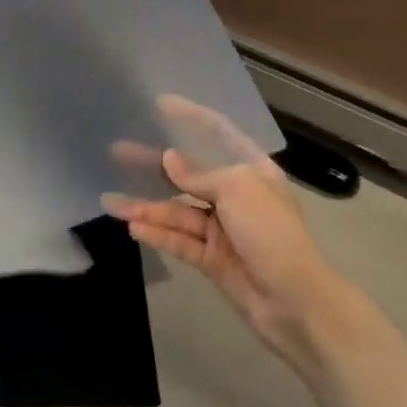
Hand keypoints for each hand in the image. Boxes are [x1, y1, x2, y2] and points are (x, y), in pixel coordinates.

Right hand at [103, 96, 338, 367]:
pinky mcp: (212, 259)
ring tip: (110, 202)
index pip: (219, 134)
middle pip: (188, 174)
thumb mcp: (238, 191)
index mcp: (251, 171)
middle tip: (118, 152)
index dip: (191, 117)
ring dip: (146, 206)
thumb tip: (169, 159)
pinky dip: (158, 234)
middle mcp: (235, 195)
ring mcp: (222, 229)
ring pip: (178, 211)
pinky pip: (180, 240)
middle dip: (154, 165)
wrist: (297, 304)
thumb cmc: (272, 233)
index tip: (161, 103)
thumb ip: (199, 175)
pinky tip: (134, 227)